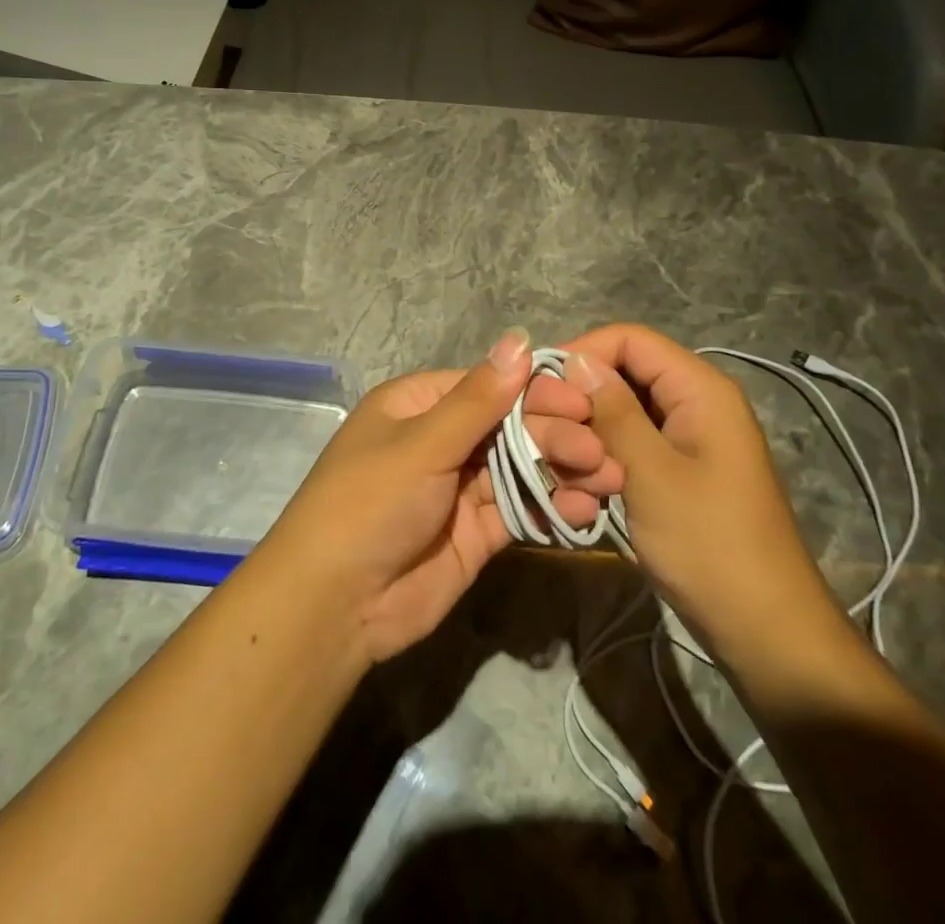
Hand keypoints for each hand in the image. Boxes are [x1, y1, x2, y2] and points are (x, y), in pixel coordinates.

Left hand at [266, 329, 621, 662]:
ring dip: (564, 470)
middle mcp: (441, 440)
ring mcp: (459, 488)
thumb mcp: (422, 445)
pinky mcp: (476, 532)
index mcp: (418, 406)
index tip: (583, 401)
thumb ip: (478, 399)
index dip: (535, 391)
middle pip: (509, 426)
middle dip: (556, 435)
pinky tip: (586, 510)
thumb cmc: (370, 503)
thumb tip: (519, 339)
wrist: (335, 605)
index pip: (488, 386)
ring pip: (521, 467)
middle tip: (600, 450)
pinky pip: (520, 510)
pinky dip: (553, 508)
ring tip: (609, 477)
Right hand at [560, 325, 836, 659]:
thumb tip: (575, 360)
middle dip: (582, 406)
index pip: (628, 339)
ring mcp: (684, 440)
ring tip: (576, 481)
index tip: (542, 389)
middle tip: (554, 445)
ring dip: (589, 442)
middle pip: (620, 376)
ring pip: (618, 415)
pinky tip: (587, 498)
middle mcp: (692, 403)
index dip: (582, 354)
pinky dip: (603, 465)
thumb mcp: (651, 472)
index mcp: (699, 389)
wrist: (763, 631)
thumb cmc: (710, 545)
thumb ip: (611, 410)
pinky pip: (628, 448)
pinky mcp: (675, 472)